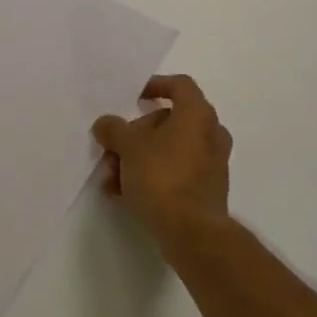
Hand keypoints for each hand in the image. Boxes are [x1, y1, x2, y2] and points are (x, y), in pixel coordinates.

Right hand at [92, 75, 234, 246]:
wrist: (191, 231)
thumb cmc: (161, 176)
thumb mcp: (128, 146)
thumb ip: (113, 129)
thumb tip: (106, 124)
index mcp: (197, 116)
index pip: (180, 85)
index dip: (155, 85)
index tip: (133, 97)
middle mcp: (209, 135)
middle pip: (168, 121)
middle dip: (136, 132)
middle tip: (112, 147)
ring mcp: (210, 164)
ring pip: (168, 149)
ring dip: (138, 157)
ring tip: (111, 176)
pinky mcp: (205, 190)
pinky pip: (173, 172)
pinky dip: (150, 175)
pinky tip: (123, 193)